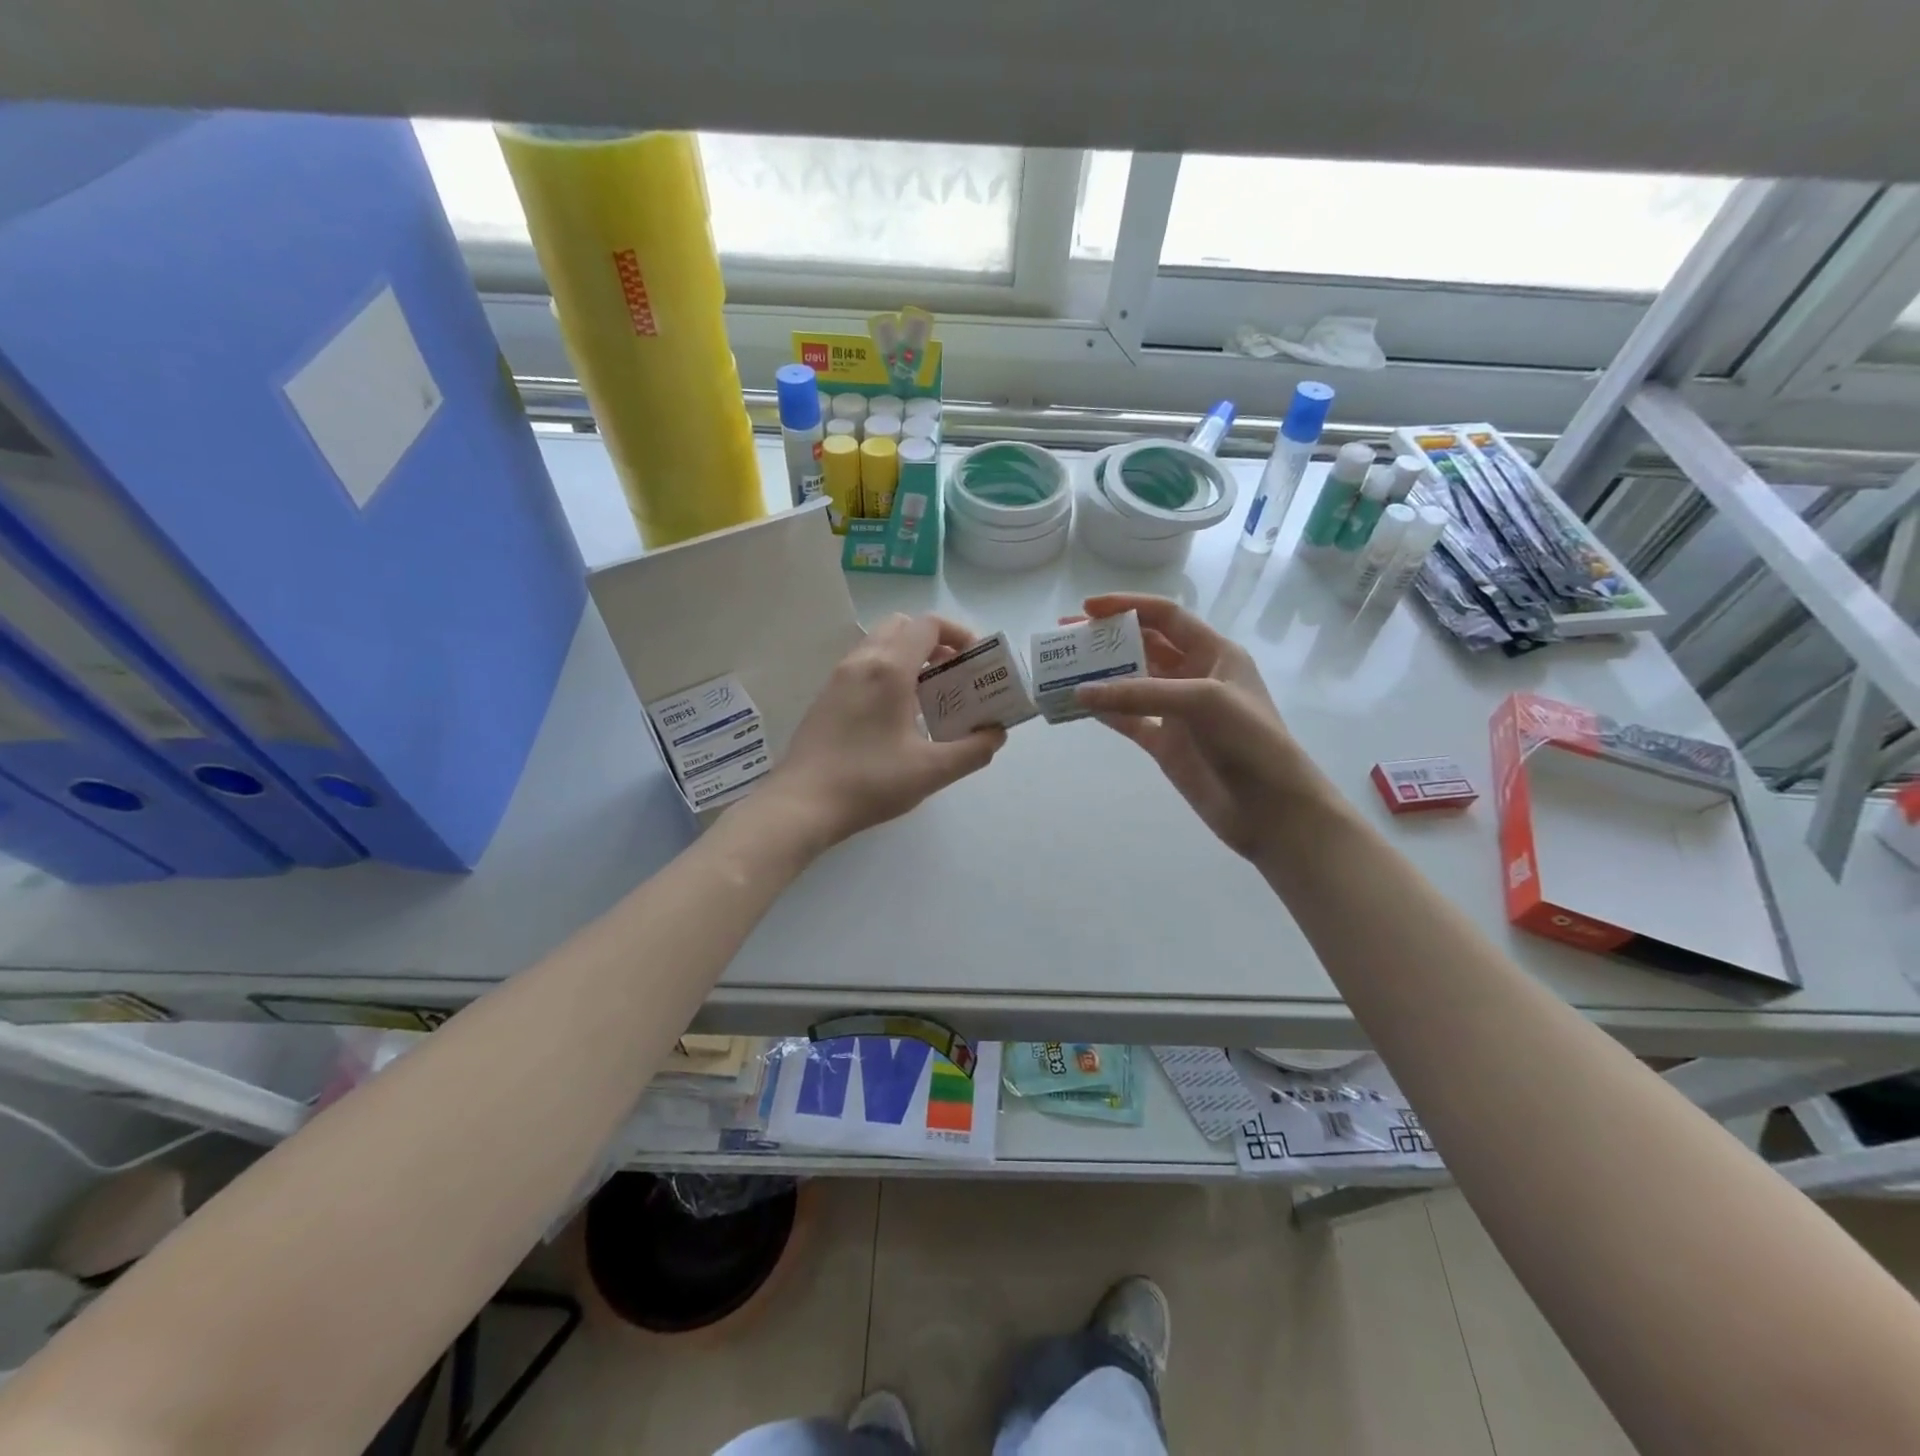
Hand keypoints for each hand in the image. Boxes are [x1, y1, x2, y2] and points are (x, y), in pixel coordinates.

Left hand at [764, 613, 1006, 848]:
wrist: (802, 804)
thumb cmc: (870, 782)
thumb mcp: (931, 771)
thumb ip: (973, 750)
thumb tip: (996, 734)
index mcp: (889, 669)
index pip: (928, 625)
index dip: (959, 634)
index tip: (976, 661)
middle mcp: (862, 661)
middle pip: (903, 627)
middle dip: (935, 642)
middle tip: (954, 674)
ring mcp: (838, 677)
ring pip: (880, 645)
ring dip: (910, 656)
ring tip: (930, 696)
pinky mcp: (826, 696)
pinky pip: (864, 665)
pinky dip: (888, 671)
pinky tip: (898, 714)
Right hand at [1076, 594, 1329, 862]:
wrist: (1271, 807)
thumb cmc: (1248, 740)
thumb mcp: (1200, 701)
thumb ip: (1139, 693)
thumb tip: (1081, 691)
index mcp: (1214, 653)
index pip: (1165, 616)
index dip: (1127, 606)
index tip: (1087, 608)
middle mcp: (1194, 676)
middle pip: (1143, 646)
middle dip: (1106, 639)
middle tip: (1066, 636)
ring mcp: (1178, 711)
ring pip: (1131, 684)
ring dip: (1100, 676)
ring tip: (1063, 669)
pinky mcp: (1165, 743)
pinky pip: (1128, 720)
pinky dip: (1105, 712)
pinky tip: (1079, 705)